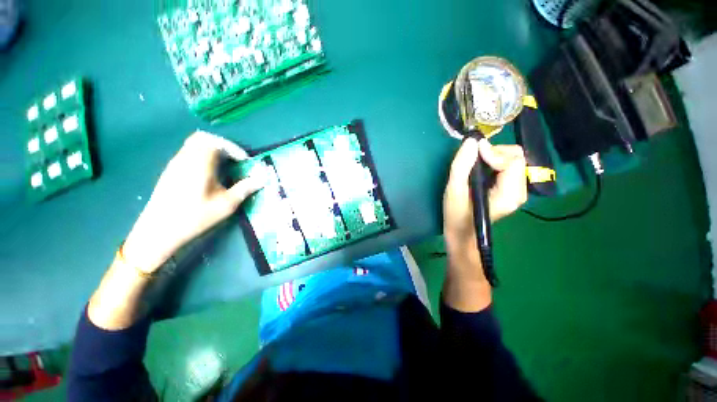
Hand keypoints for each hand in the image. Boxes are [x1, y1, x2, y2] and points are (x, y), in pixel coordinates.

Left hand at [122, 131, 263, 273]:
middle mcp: (184, 159)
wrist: (159, 231)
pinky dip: (202, 157)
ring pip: (194, 145)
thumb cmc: (194, 217)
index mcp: (198, 164)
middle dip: (223, 145)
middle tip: (235, 160)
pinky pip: (188, 154)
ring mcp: (175, 164)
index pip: (216, 142)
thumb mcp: (226, 205)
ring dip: (212, 151)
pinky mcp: (170, 172)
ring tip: (225, 167)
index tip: (244, 161)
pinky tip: (209, 174)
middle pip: (202, 138)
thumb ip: (245, 188)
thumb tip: (263, 178)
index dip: (234, 148)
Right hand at [443, 138, 526, 271]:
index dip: (493, 152)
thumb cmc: (456, 216)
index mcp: (509, 194)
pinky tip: (480, 171)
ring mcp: (516, 191)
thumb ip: (462, 166)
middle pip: (516, 157)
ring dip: (493, 157)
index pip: (512, 161)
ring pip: (513, 161)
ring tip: (474, 165)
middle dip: (494, 152)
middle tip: (473, 158)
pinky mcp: (510, 191)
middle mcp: (519, 191)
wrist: (462, 236)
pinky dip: (494, 163)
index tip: (473, 152)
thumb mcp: (454, 191)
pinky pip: (508, 168)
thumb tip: (472, 141)